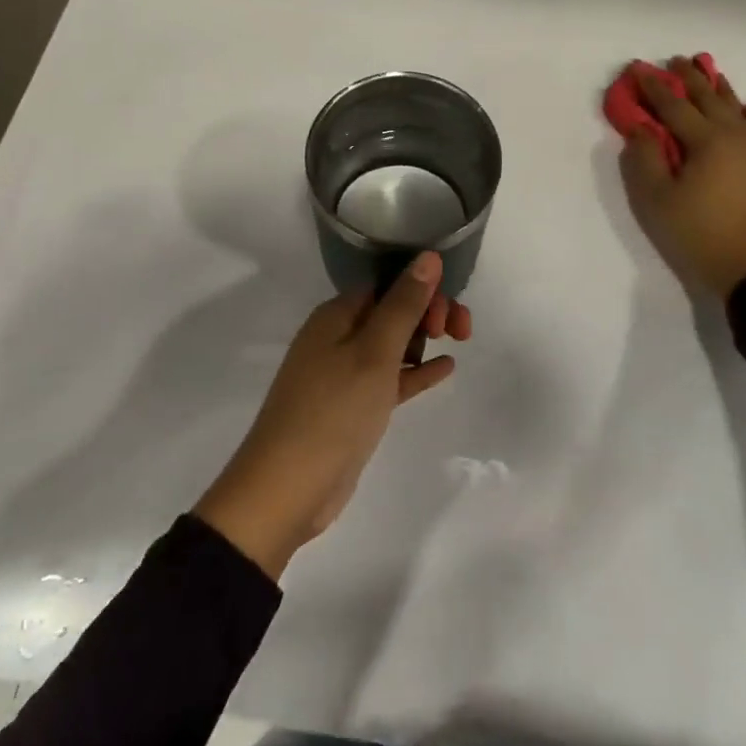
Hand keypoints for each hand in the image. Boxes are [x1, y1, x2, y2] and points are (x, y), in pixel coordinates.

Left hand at [193, 252, 472, 578]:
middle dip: (427, 313)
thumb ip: (404, 304)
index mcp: (336, 315)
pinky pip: (390, 378)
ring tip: (458, 342)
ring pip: (392, 344)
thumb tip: (429, 256)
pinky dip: (415, 371)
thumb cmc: (333, 411)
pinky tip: (446, 368)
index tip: (448, 313)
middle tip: (458, 331)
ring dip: (424, 339)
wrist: (287, 489)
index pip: (386, 285)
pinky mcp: (352, 407)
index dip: (421, 290)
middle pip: (391, 311)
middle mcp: (337, 337)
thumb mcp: (375, 352)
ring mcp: (343, 374)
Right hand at [619, 56, 745, 298]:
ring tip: (709, 72)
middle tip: (675, 60)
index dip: (653, 87)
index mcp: (706, 140)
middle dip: (689, 78)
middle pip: (709, 98)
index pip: (673, 106)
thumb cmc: (700, 234)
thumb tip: (642, 128)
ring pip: (736, 107)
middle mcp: (735, 135)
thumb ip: (645, 159)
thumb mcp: (657, 200)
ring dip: (719, 88)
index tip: (638, 68)